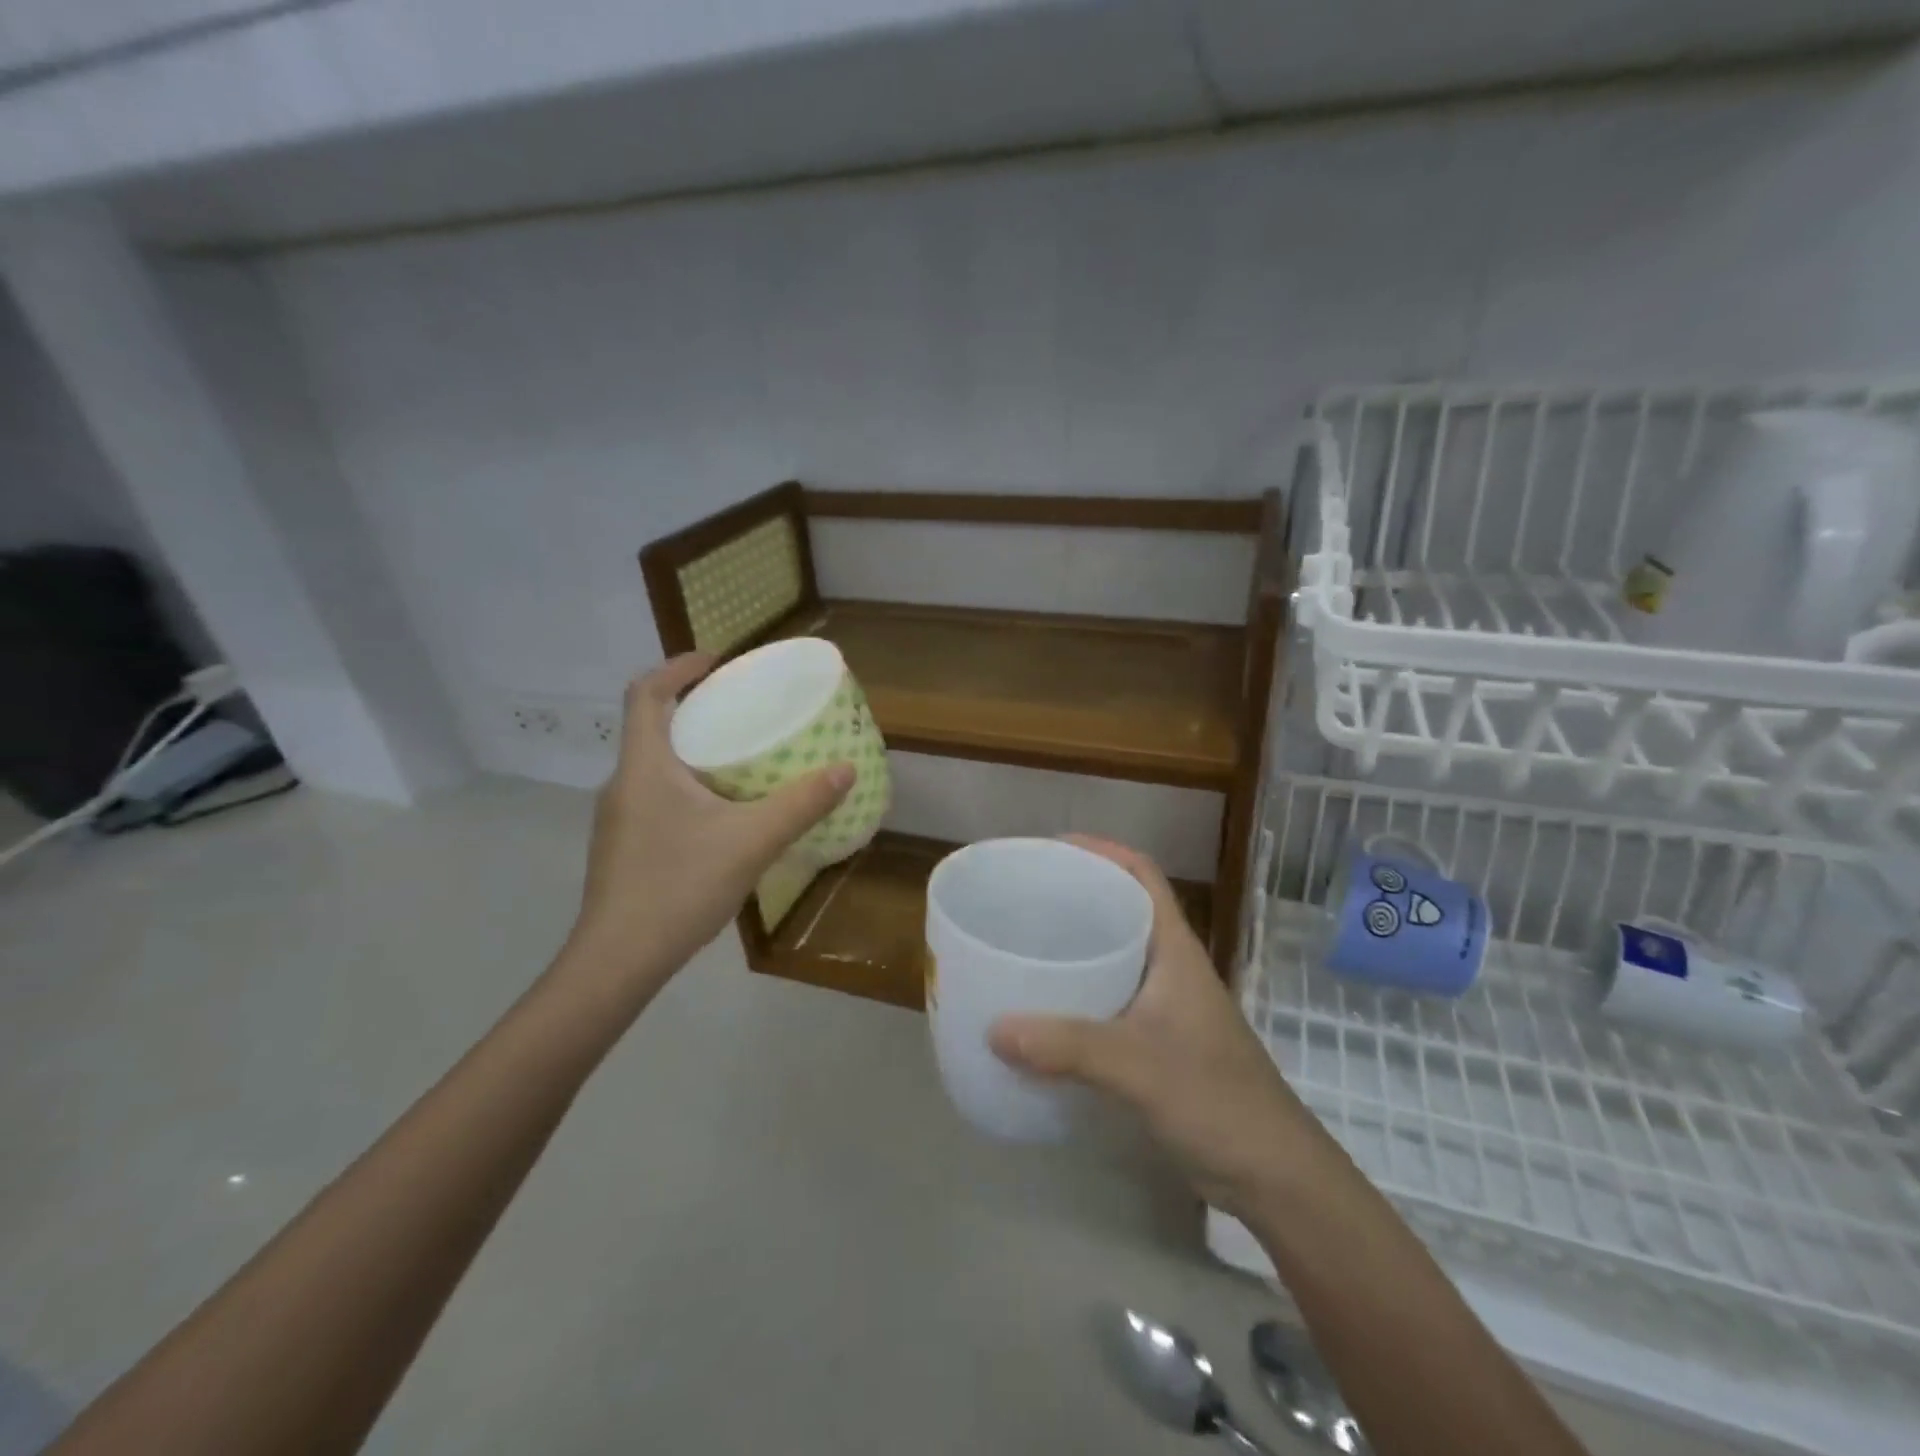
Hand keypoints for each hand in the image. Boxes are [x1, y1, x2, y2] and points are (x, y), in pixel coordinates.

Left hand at [559, 654, 852, 1000]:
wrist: (617, 962)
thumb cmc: (678, 887)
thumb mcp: (751, 842)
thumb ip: (800, 804)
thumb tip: (845, 769)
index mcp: (644, 766)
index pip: (646, 692)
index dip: (678, 667)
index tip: (717, 661)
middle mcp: (623, 783)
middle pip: (652, 726)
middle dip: (695, 709)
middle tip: (743, 709)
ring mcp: (618, 818)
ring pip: (655, 765)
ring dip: (691, 750)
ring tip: (740, 759)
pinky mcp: (623, 847)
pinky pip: (656, 797)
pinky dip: (687, 786)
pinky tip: (721, 816)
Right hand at [988, 836, 1326, 1216]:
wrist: (1274, 1177)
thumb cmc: (1217, 1101)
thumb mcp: (1138, 1066)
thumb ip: (1068, 1047)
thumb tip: (993, 1029)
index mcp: (1176, 950)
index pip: (1142, 875)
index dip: (1102, 850)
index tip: (1051, 849)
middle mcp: (1170, 968)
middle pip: (1122, 910)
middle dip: (1076, 896)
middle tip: (1021, 897)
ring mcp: (1165, 1008)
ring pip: (1113, 958)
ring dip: (1074, 948)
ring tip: (1021, 946)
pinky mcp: (1157, 1045)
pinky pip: (1107, 1002)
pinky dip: (1075, 996)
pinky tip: (1041, 1013)